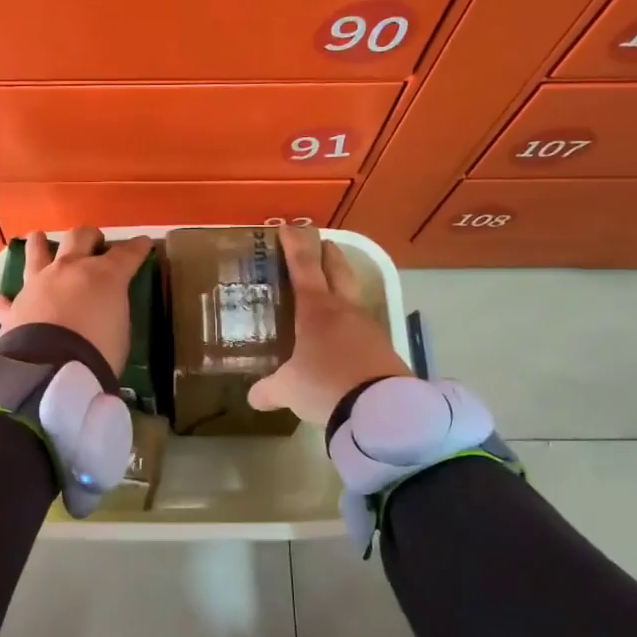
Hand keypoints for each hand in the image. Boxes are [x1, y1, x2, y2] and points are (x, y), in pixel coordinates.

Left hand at [0, 227, 152, 374]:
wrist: (52, 367)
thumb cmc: (99, 350)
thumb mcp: (121, 331)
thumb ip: (113, 311)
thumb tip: (106, 308)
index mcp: (103, 275)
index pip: (126, 254)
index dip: (137, 248)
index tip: (145, 244)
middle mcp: (69, 269)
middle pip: (79, 238)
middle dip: (90, 236)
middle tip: (95, 240)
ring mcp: (37, 284)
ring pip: (36, 253)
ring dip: (39, 244)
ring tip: (38, 237)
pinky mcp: (15, 307)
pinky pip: (6, 300)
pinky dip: (5, 300)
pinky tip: (0, 298)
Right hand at [248, 226, 409, 426]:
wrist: (380, 409)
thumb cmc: (325, 384)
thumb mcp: (289, 389)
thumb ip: (269, 390)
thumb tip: (253, 397)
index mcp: (316, 309)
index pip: (303, 266)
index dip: (294, 246)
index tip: (288, 228)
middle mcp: (344, 310)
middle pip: (338, 271)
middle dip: (329, 255)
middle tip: (322, 243)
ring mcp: (368, 328)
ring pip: (352, 298)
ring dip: (342, 289)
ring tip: (329, 295)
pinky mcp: (384, 349)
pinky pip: (362, 328)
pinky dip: (350, 324)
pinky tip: (343, 338)